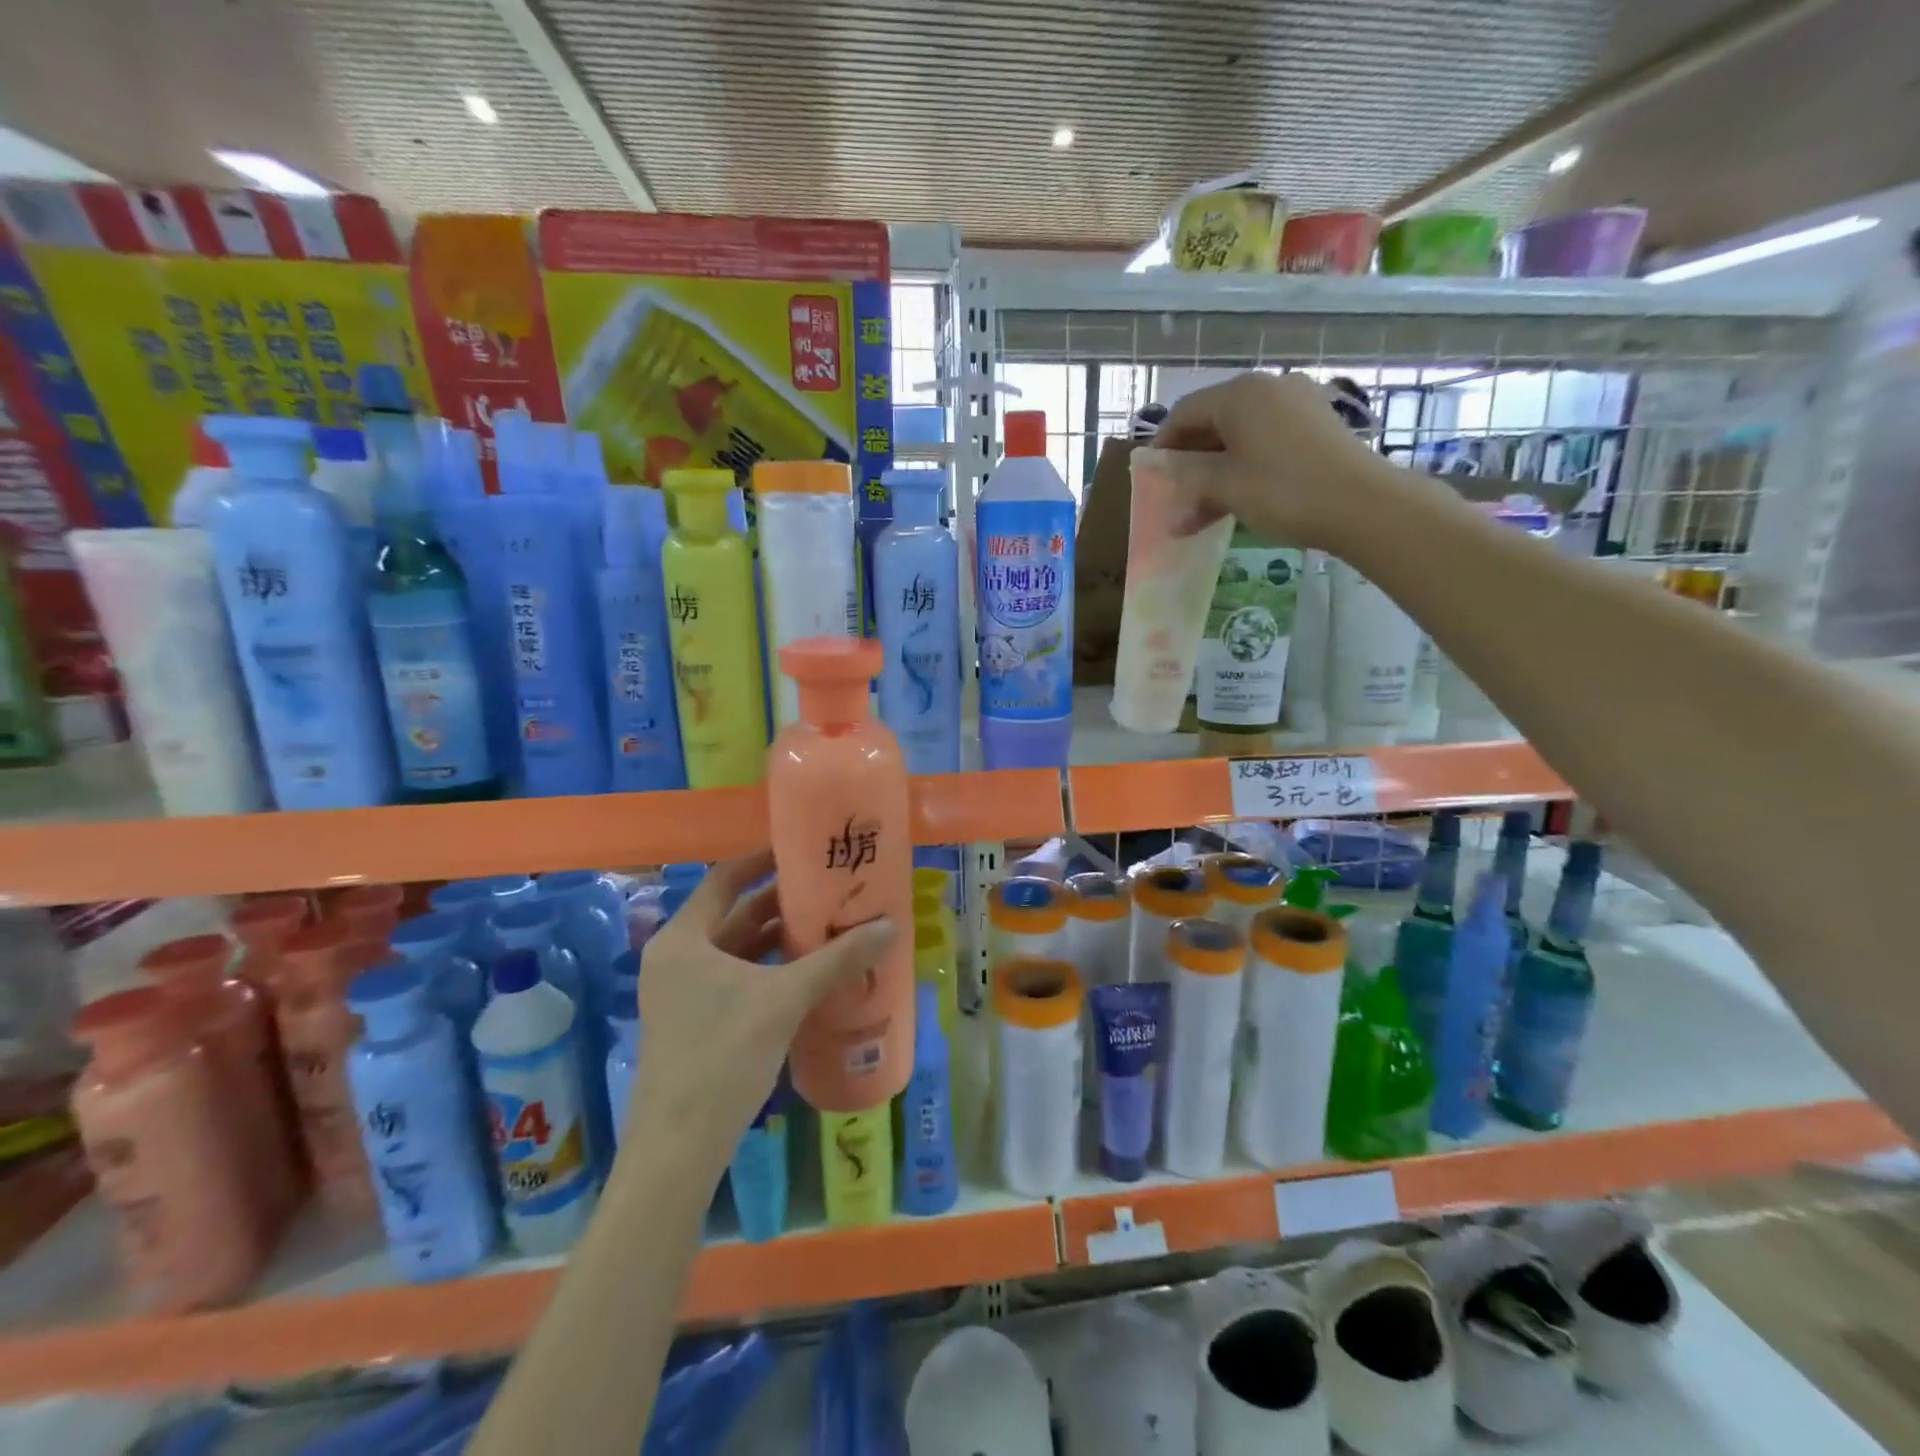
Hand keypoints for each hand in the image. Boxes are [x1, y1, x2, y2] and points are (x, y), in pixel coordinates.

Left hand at [627, 853, 896, 1172]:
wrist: (680, 1147)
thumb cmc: (724, 1055)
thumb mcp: (785, 999)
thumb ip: (837, 959)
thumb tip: (890, 925)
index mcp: (683, 939)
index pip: (725, 878)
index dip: (763, 860)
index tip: (803, 850)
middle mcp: (677, 957)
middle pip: (733, 914)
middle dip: (780, 902)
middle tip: (829, 890)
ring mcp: (681, 992)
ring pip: (736, 950)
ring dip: (778, 938)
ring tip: (827, 926)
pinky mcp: (693, 1021)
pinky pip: (735, 978)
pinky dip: (768, 969)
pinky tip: (807, 973)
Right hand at [1151, 371, 1401, 546]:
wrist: (1362, 503)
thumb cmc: (1283, 491)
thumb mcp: (1226, 488)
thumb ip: (1189, 482)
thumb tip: (1166, 491)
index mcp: (1240, 394)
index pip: (1184, 412)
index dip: (1163, 444)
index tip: (1151, 475)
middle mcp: (1268, 386)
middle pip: (1213, 417)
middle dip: (1191, 455)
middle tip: (1176, 490)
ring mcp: (1297, 400)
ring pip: (1241, 429)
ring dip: (1218, 462)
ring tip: (1206, 499)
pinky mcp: (1317, 421)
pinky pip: (1267, 435)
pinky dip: (1246, 459)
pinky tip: (1242, 490)